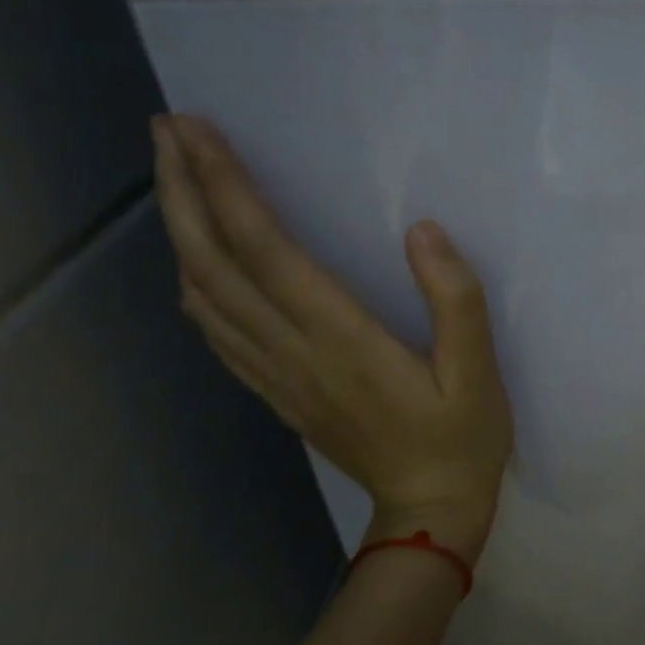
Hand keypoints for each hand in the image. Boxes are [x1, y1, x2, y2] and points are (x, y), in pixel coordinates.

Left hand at [150, 115, 512, 559]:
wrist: (427, 512)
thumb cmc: (462, 437)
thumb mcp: (479, 369)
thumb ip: (455, 298)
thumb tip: (422, 230)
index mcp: (341, 338)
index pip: (267, 250)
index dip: (226, 186)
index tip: (197, 131)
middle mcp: (293, 350)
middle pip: (216, 263)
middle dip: (184, 192)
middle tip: (165, 132)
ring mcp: (277, 375)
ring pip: (205, 295)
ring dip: (181, 231)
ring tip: (173, 179)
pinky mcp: (277, 392)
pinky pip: (218, 332)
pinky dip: (195, 286)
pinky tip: (195, 265)